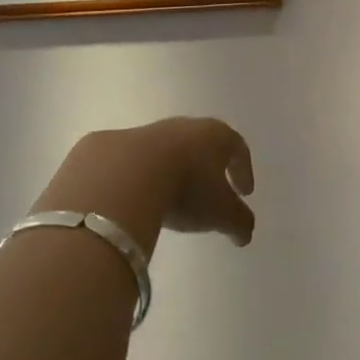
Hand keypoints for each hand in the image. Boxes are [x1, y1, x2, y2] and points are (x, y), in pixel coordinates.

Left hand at [33, 118, 255, 256]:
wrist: (124, 175)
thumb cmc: (186, 189)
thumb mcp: (221, 213)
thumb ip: (239, 222)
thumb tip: (244, 233)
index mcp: (214, 136)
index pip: (237, 148)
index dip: (243, 169)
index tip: (245, 192)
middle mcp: (183, 127)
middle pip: (202, 144)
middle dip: (208, 168)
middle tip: (211, 192)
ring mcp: (146, 132)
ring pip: (167, 151)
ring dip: (173, 172)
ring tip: (172, 199)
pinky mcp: (114, 145)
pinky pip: (135, 163)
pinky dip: (141, 178)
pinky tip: (138, 199)